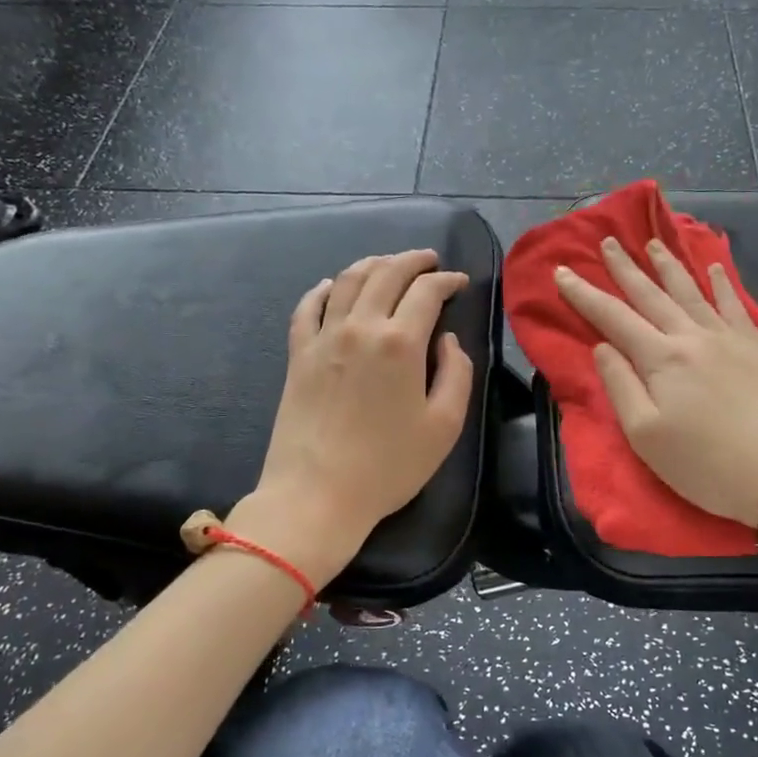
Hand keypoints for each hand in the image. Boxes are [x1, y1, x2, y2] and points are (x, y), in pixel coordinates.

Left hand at [240, 249, 474, 584]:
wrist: (316, 495)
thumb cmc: (388, 466)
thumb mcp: (444, 426)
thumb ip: (456, 374)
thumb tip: (446, 341)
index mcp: (401, 342)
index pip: (427, 291)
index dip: (447, 280)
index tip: (460, 282)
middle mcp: (360, 327)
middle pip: (386, 274)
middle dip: (412, 260)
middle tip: (430, 260)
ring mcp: (323, 338)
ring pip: (347, 281)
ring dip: (373, 264)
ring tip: (389, 264)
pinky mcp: (298, 355)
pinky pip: (307, 308)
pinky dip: (323, 289)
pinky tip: (332, 286)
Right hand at [554, 236, 757, 526]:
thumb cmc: (707, 464)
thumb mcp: (646, 436)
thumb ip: (621, 386)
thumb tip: (604, 346)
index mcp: (660, 359)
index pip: (613, 317)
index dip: (584, 294)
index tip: (561, 271)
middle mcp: (692, 337)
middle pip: (651, 295)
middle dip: (626, 268)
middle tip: (608, 241)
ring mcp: (729, 339)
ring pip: (691, 292)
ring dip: (668, 266)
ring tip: (653, 243)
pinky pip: (735, 305)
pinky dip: (722, 283)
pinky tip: (715, 268)